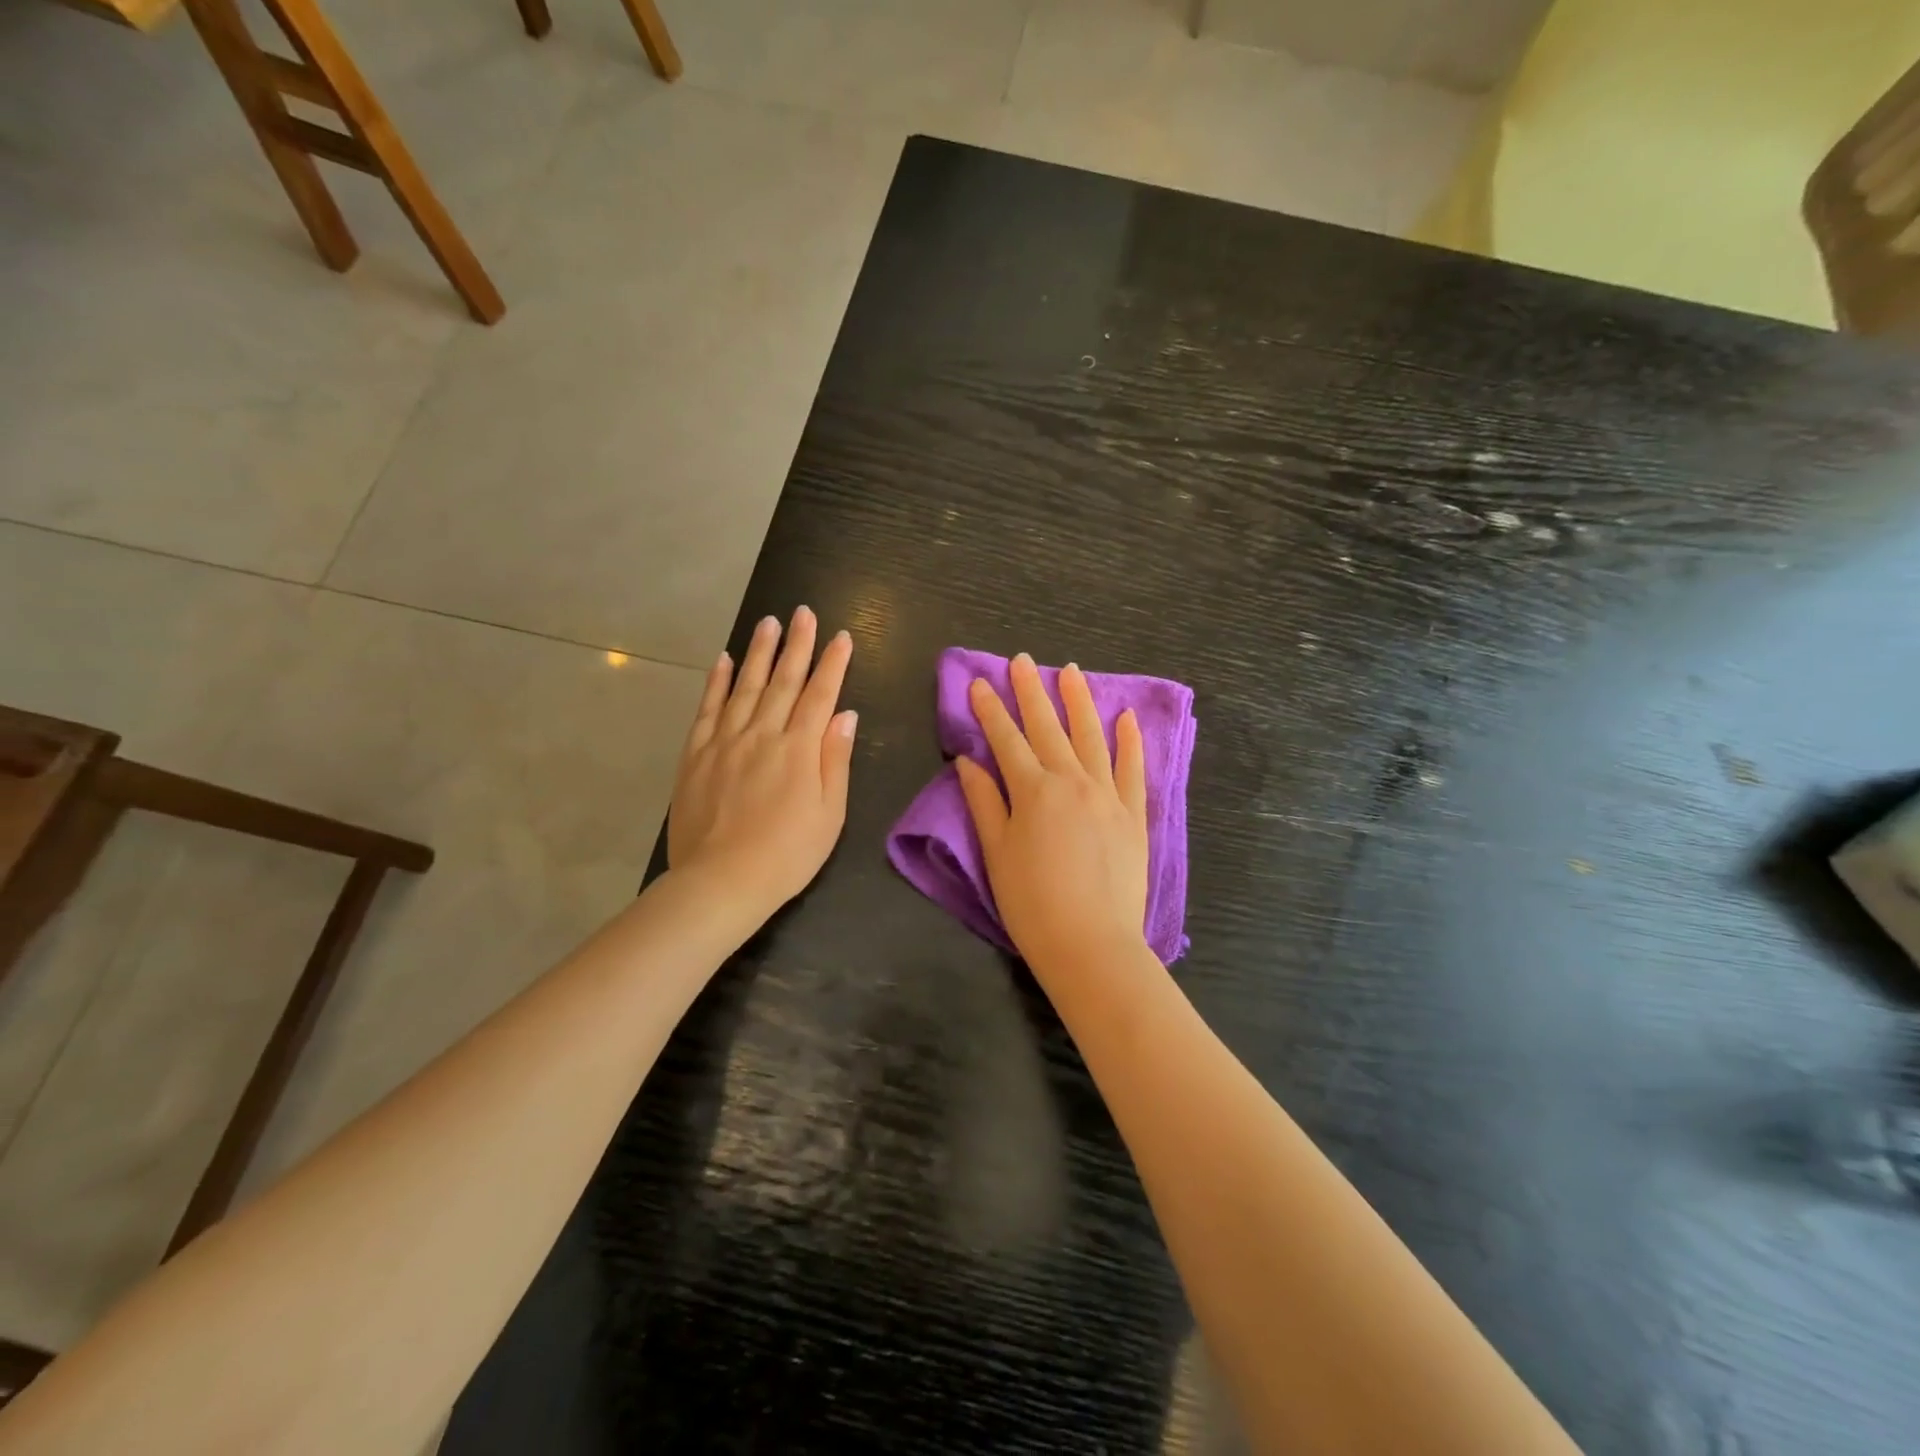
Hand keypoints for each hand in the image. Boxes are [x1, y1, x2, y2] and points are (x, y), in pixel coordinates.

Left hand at [668, 607, 856, 917]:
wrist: (720, 882)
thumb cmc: (787, 855)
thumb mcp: (829, 814)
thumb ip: (835, 760)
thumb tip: (844, 714)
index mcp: (799, 750)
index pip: (820, 695)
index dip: (832, 664)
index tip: (841, 636)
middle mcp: (762, 734)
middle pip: (784, 681)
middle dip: (797, 644)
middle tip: (803, 612)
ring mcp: (725, 741)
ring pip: (746, 686)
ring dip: (760, 652)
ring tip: (769, 622)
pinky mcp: (696, 754)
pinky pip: (708, 708)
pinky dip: (717, 681)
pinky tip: (725, 660)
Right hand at [956, 654, 1149, 976]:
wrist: (1092, 944)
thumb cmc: (1032, 904)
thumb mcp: (997, 853)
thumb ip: (984, 802)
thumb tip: (969, 761)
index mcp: (1033, 791)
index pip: (1006, 739)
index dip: (990, 709)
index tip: (979, 682)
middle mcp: (1072, 781)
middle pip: (1047, 727)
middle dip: (1031, 691)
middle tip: (1021, 661)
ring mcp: (1107, 794)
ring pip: (1091, 736)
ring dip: (1078, 701)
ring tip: (1070, 670)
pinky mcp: (1133, 814)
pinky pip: (1132, 768)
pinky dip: (1129, 741)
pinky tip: (1125, 717)